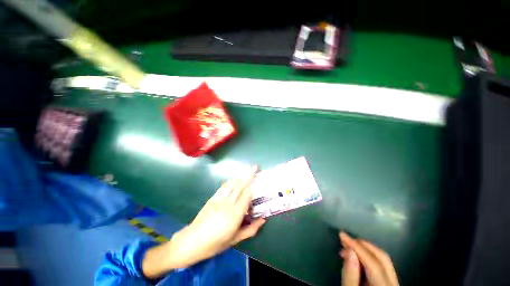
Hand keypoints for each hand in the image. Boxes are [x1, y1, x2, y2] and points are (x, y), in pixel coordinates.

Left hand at [142, 166, 265, 277]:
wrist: (192, 241)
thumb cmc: (215, 244)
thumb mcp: (235, 240)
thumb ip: (251, 229)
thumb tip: (263, 219)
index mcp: (235, 214)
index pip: (247, 195)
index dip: (253, 186)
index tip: (259, 179)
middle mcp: (228, 203)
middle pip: (241, 185)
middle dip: (249, 175)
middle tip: (255, 166)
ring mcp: (219, 199)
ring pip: (233, 183)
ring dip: (241, 175)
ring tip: (248, 168)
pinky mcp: (213, 198)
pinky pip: (224, 186)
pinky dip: (232, 181)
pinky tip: (235, 178)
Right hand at [339, 232, 398, 285]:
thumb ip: (350, 275)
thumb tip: (349, 250)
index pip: (373, 263)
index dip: (357, 246)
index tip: (341, 234)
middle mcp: (394, 285)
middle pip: (383, 259)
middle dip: (363, 245)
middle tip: (345, 239)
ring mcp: (394, 284)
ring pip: (384, 261)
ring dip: (365, 250)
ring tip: (348, 248)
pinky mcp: (390, 284)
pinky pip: (382, 265)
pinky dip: (369, 257)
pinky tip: (357, 257)